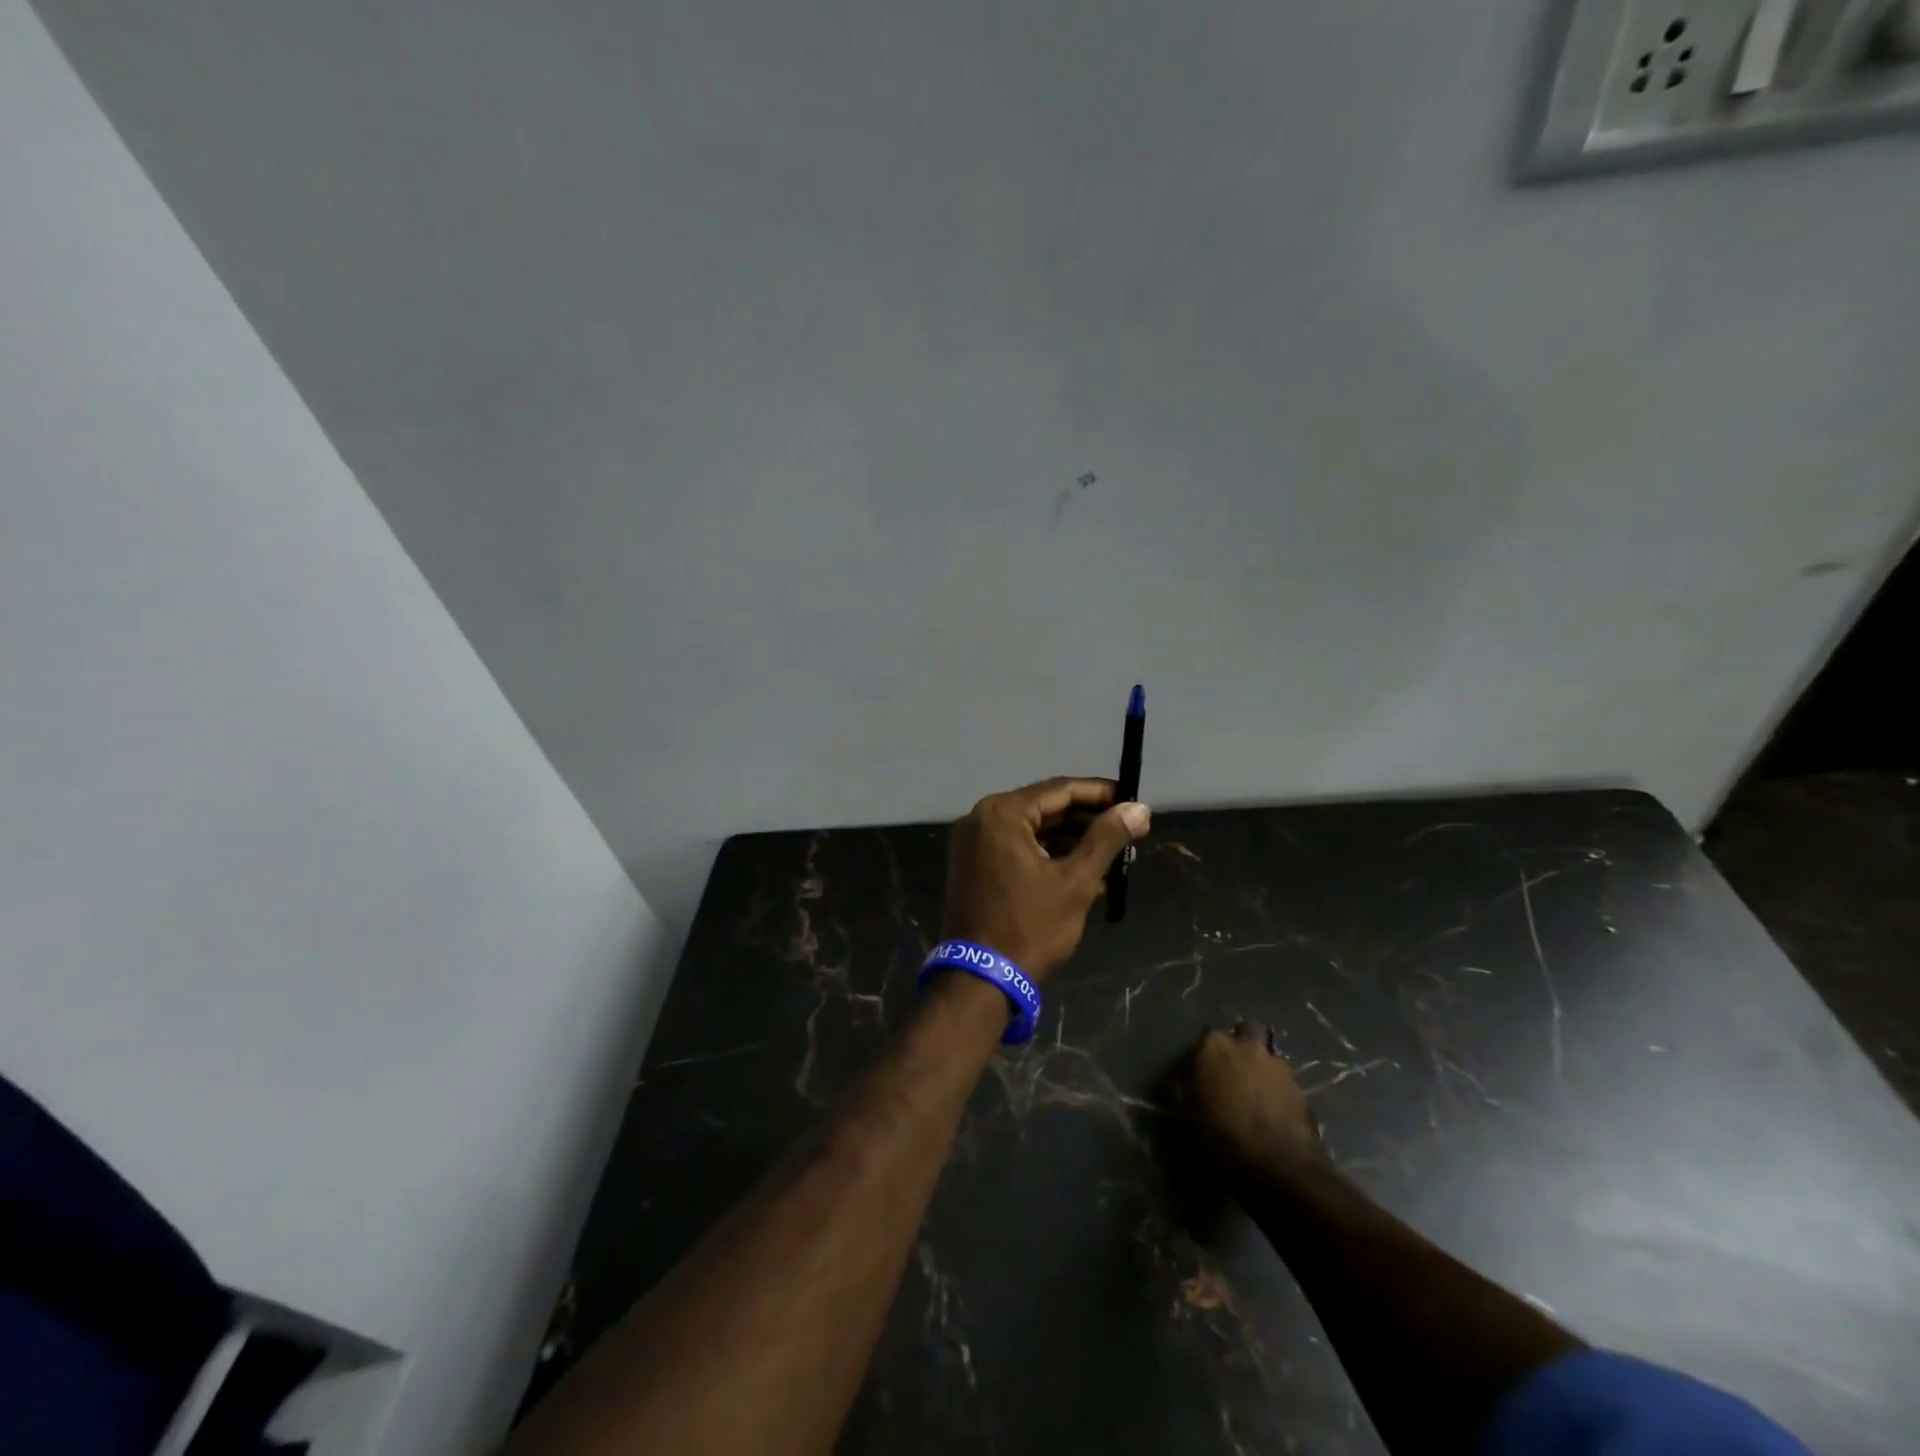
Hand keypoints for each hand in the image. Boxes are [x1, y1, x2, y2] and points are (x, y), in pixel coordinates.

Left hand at [941, 777, 1150, 980]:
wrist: (980, 979)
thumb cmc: (1030, 927)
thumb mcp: (1076, 881)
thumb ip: (1107, 839)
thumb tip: (1139, 808)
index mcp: (1002, 813)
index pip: (1060, 790)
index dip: (1100, 793)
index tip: (1133, 801)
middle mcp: (981, 818)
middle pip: (1045, 808)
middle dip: (1088, 821)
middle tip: (1128, 831)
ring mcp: (973, 843)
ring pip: (1033, 830)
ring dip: (1071, 841)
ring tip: (1113, 857)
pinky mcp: (974, 865)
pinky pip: (1018, 848)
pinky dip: (1048, 856)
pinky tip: (1083, 872)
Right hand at [1179, 1024, 1328, 1183]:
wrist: (1278, 1165)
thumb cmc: (1223, 1135)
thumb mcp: (1190, 1114)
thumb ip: (1186, 1090)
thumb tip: (1181, 1084)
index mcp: (1214, 1046)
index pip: (1206, 1037)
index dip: (1204, 1055)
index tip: (1201, 1073)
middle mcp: (1247, 1045)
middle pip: (1245, 1032)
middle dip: (1240, 1046)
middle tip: (1232, 1072)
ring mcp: (1278, 1064)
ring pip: (1267, 1055)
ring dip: (1261, 1067)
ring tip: (1255, 1092)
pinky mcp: (1301, 1087)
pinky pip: (1284, 1079)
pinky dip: (1278, 1088)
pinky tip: (1273, 1109)